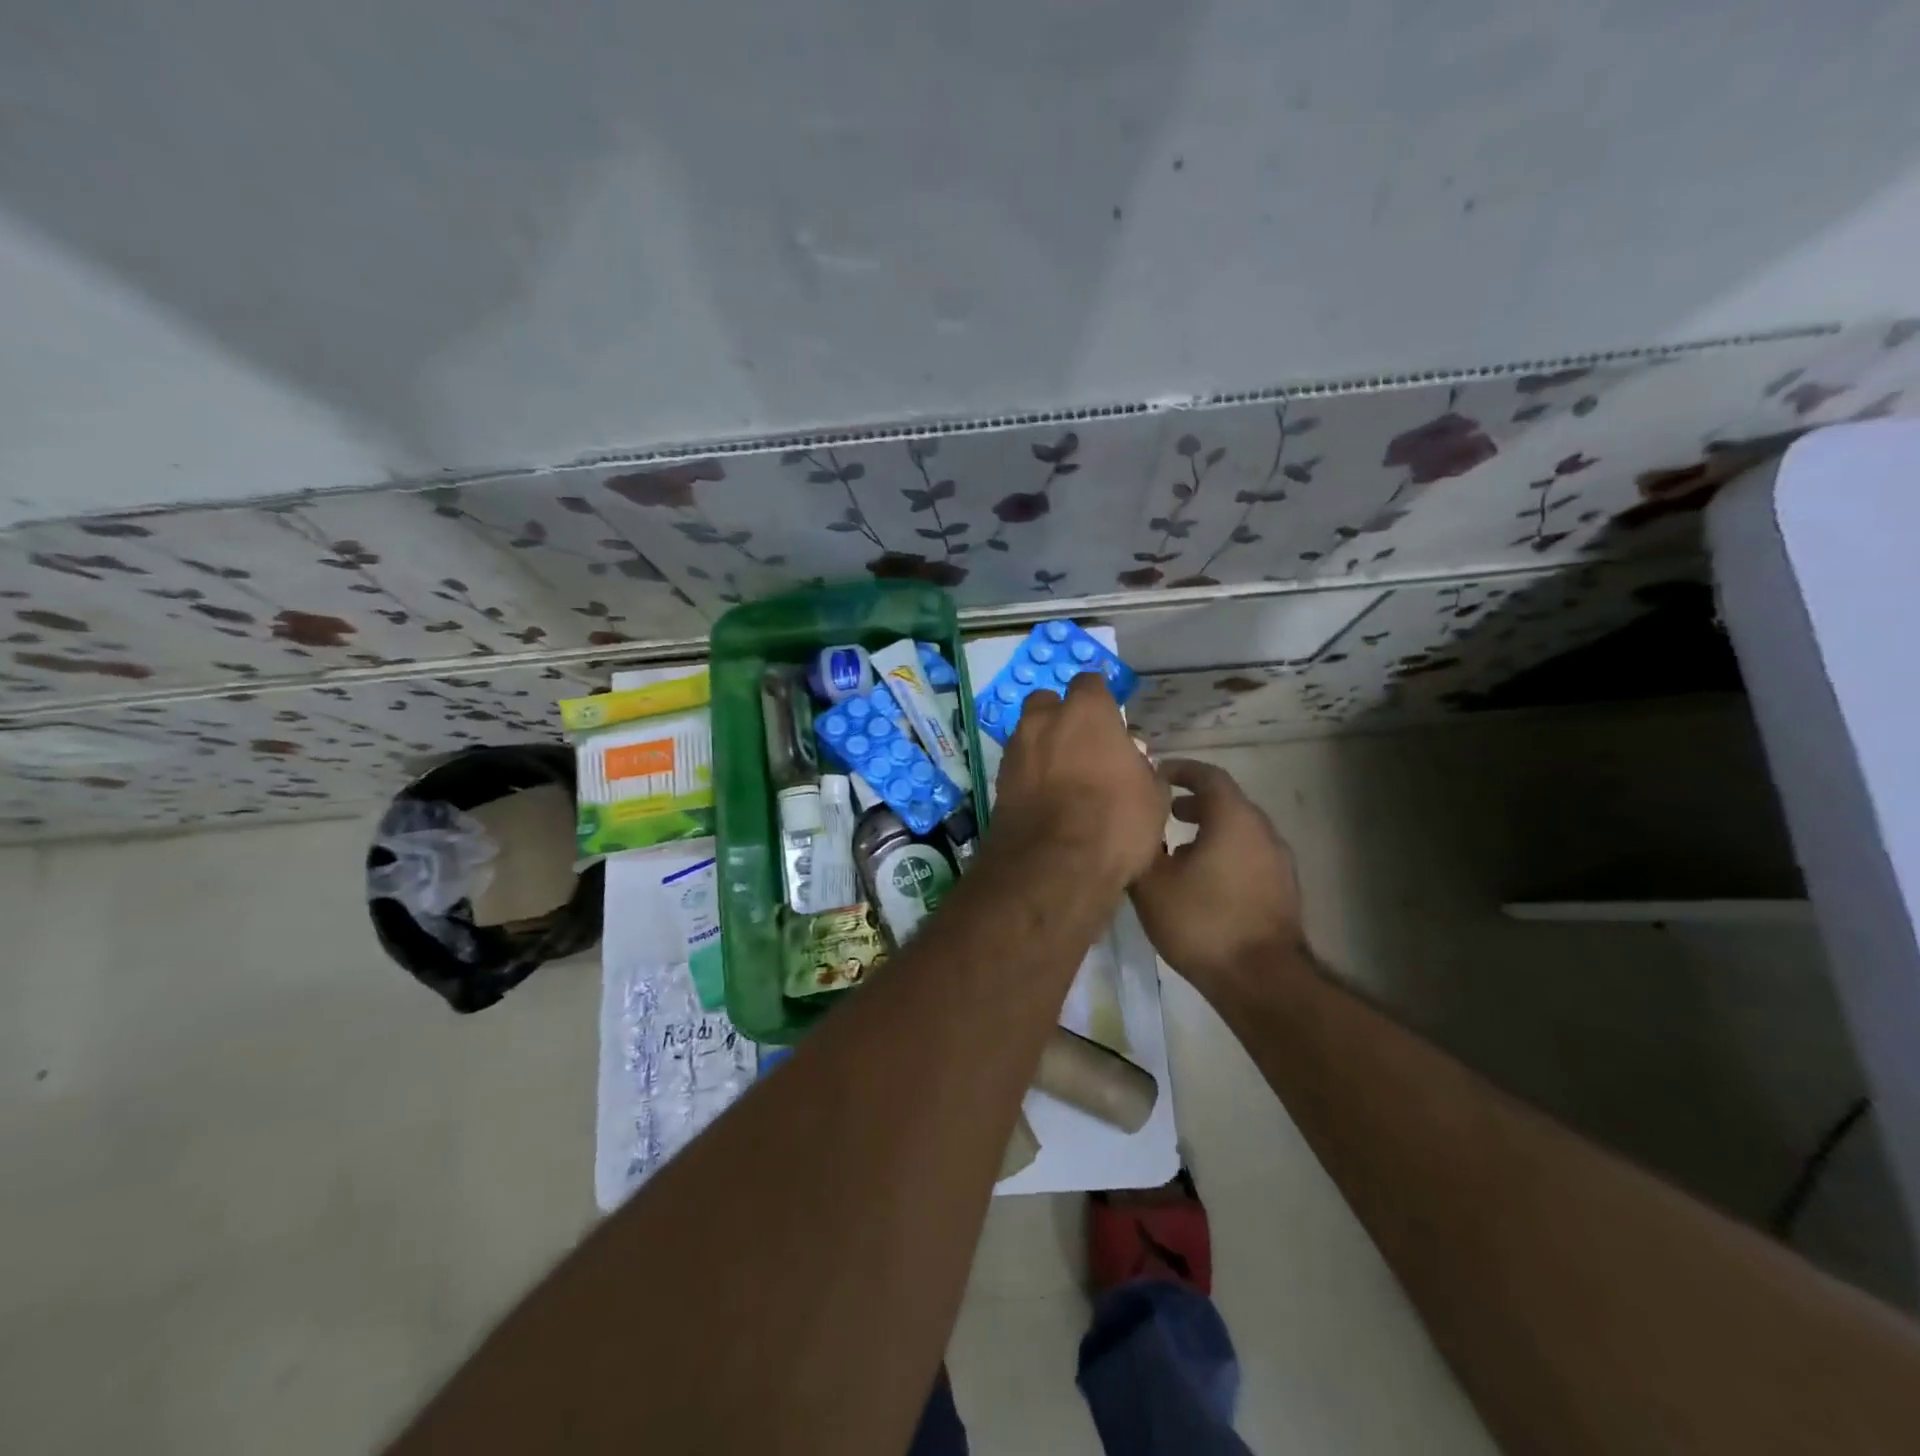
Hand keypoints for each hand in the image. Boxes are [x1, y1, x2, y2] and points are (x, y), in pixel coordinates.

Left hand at [990, 673, 1168, 889]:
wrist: (1055, 866)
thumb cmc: (1115, 822)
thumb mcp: (1152, 796)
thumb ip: (1140, 768)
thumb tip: (1130, 762)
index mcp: (1086, 712)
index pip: (1089, 683)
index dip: (1099, 699)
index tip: (1109, 719)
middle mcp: (1044, 720)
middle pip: (1048, 702)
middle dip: (1060, 716)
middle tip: (1080, 745)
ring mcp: (1016, 750)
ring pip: (1028, 733)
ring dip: (1042, 745)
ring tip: (1061, 775)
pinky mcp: (998, 781)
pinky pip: (1017, 765)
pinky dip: (1029, 774)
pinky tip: (1044, 798)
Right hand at [1130, 759, 1310, 1001]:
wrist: (1260, 979)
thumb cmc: (1202, 921)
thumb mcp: (1152, 883)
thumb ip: (1140, 846)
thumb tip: (1133, 827)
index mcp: (1233, 818)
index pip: (1208, 775)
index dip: (1181, 770)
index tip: (1156, 774)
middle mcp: (1262, 830)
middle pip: (1226, 801)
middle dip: (1193, 801)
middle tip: (1162, 811)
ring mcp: (1278, 860)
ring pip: (1238, 830)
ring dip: (1208, 829)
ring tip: (1176, 847)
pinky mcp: (1282, 888)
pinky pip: (1248, 854)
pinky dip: (1223, 851)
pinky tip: (1200, 879)